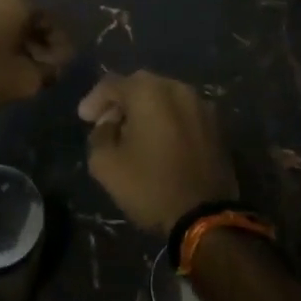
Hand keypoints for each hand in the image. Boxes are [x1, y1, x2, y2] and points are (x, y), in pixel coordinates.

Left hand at [0, 0, 73, 114]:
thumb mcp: (26, 81)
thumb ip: (49, 72)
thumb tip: (55, 67)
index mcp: (17, 3)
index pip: (50, 22)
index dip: (61, 45)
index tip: (64, 65)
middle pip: (27, 20)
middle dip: (39, 44)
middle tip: (46, 68)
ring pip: (5, 24)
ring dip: (17, 44)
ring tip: (22, 69)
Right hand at [80, 71, 237, 233]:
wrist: (205, 217)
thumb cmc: (151, 186)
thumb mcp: (106, 165)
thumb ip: (99, 135)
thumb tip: (110, 125)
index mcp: (148, 91)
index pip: (112, 84)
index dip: (94, 100)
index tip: (84, 118)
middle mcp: (177, 88)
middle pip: (140, 85)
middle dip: (120, 102)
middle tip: (107, 123)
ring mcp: (201, 104)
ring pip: (164, 97)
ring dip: (145, 110)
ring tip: (134, 133)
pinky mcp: (216, 125)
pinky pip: (183, 112)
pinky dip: (167, 120)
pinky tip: (160, 142)